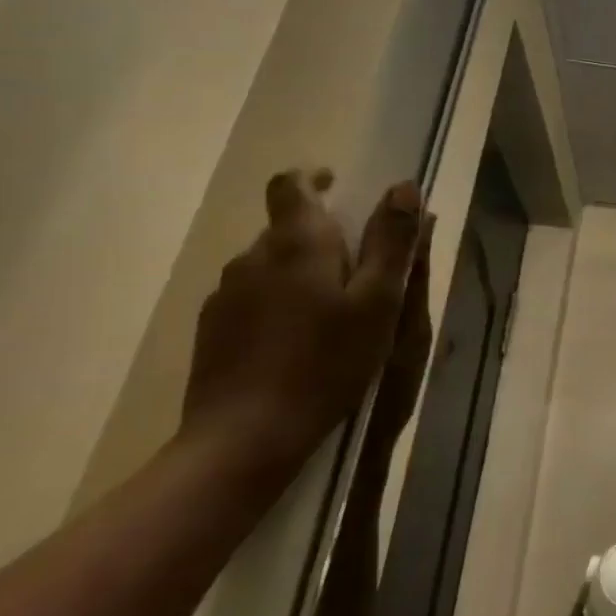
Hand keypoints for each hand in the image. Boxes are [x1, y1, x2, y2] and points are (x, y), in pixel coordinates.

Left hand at [181, 169, 425, 476]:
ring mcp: (225, 294)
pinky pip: (252, 298)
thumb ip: (392, 241)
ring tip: (334, 314)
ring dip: (301, 274)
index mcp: (297, 242)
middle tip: (362, 274)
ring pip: (270, 266)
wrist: (244, 437)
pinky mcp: (211, 330)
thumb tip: (404, 187)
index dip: (314, 178)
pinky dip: (279, 305)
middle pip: (286, 228)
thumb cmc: (327, 362)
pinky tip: (299, 343)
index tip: (339, 187)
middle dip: (323, 238)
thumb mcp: (379, 301)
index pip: (291, 184)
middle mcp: (252, 256)